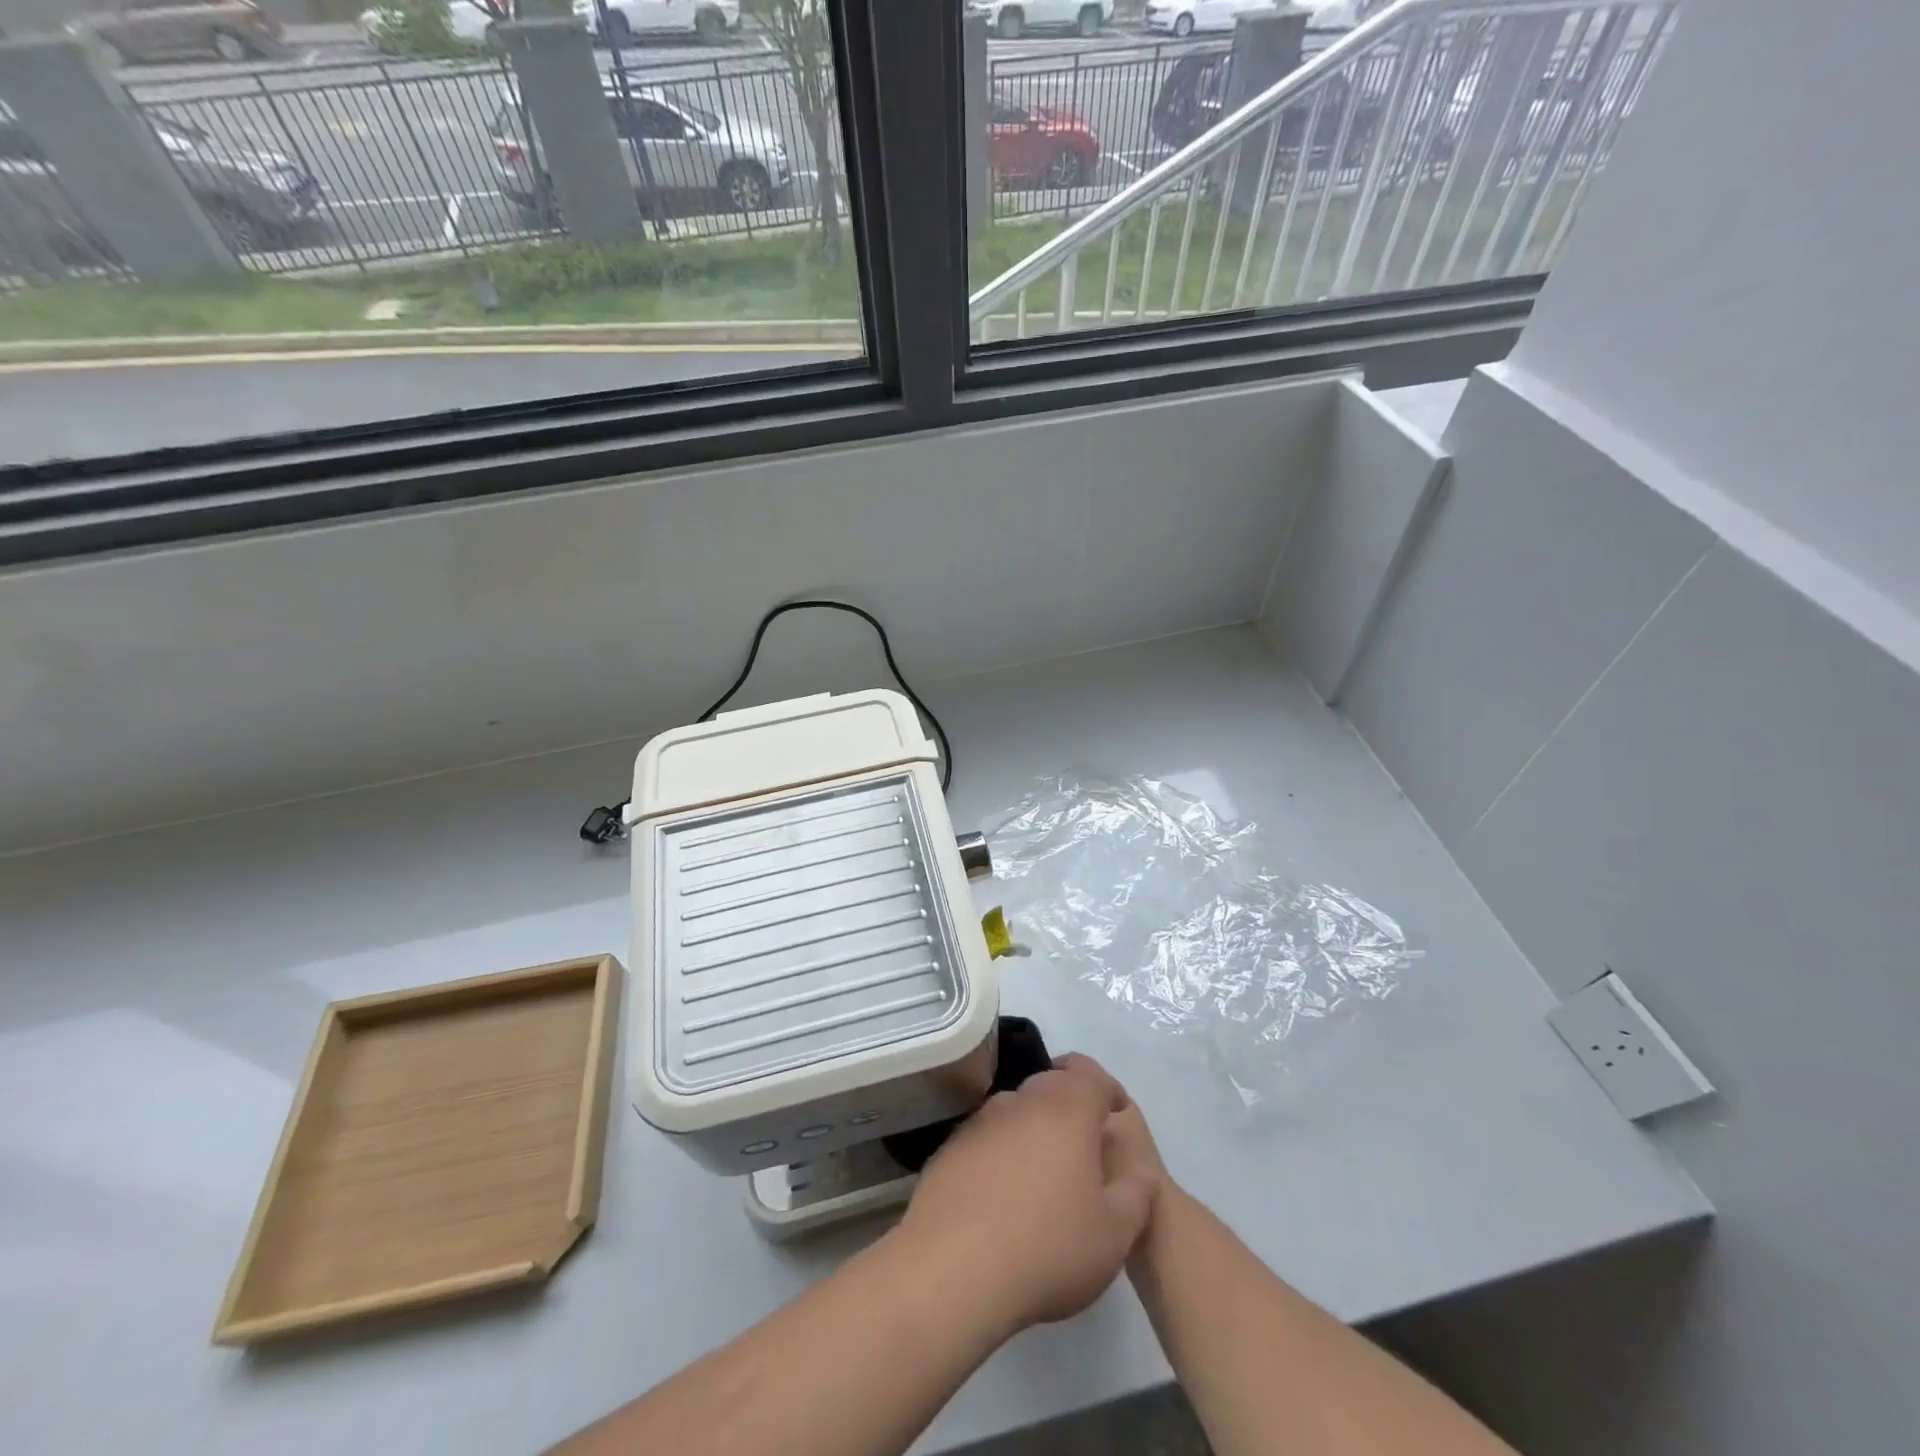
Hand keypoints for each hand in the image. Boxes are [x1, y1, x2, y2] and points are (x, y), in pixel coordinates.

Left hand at [892, 1053, 1158, 1341]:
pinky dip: (1001, 1155)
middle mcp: (1021, 1101)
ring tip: (1043, 1178)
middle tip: (1083, 1150)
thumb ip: (1135, 1193)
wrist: (953, 1268)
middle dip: (1071, 1109)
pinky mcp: (950, 1148)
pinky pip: (987, 1140)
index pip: (1092, 1076)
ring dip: (1034, 1132)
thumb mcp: (1115, 1234)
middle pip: (1052, 1087)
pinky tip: (1002, 1198)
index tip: (1116, 1113)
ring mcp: (980, 1121)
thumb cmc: (1048, 1247)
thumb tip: (1139, 1170)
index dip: (1108, 1090)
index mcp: (1066, 1109)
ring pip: (1017, 1112)